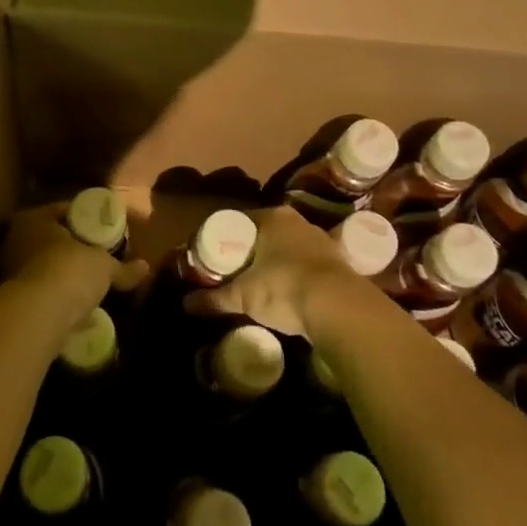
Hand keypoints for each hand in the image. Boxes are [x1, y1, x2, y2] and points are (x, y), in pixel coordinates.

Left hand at [0, 203, 146, 314]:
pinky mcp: (12, 300)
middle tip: (97, 255)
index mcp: (34, 219)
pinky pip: (40, 292)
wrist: (37, 315)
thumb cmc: (70, 271)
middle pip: (51, 239)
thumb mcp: (104, 266)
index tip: (104, 229)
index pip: (64, 211)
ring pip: (43, 266)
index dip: (86, 219)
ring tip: (88, 283)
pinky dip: (55, 297)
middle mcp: (15, 240)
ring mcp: (9, 271)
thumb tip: (145, 267)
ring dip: (62, 274)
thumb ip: (123, 268)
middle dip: (72, 248)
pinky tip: (74, 307)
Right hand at [183, 206, 368, 338]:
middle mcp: (297, 221)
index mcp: (272, 217)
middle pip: (263, 234)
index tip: (211, 256)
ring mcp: (320, 240)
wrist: (340, 308)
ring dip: (272, 263)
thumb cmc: (284, 288)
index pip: (238, 221)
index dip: (222, 238)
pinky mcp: (337, 263)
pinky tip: (285, 293)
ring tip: (256, 284)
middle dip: (247, 252)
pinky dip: (292, 276)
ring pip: (286, 249)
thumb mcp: (244, 295)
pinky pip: (304, 265)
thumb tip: (186, 304)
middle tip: (230, 272)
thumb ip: (215, 298)